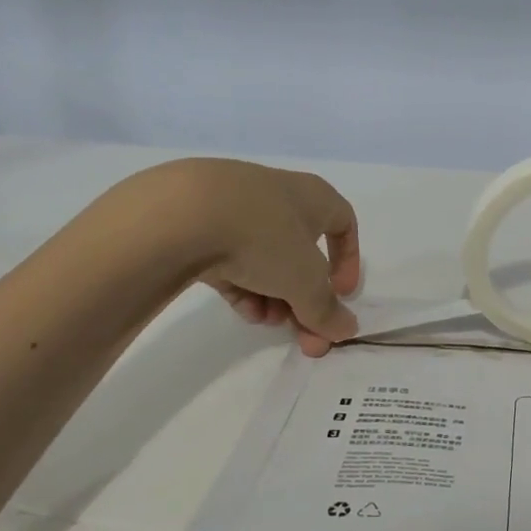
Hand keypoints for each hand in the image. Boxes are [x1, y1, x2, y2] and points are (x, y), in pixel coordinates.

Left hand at [153, 159, 361, 355]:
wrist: (181, 214)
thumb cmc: (264, 236)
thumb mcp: (305, 281)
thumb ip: (326, 309)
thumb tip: (346, 329)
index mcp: (313, 196)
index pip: (344, 223)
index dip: (348, 261)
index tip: (343, 295)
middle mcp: (278, 196)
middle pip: (301, 253)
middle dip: (305, 298)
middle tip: (303, 334)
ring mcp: (236, 208)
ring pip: (265, 259)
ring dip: (274, 296)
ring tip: (266, 321)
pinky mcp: (200, 225)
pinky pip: (231, 260)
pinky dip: (242, 286)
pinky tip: (241, 310)